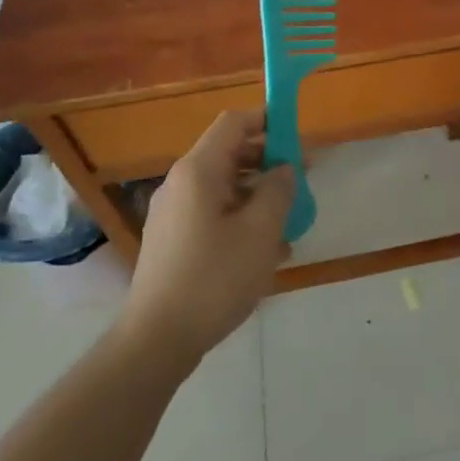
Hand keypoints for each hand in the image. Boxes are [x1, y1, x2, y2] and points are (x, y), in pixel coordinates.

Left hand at [127, 110, 294, 362]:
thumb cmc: (214, 278)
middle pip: (230, 153)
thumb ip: (279, 190)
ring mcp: (173, 213)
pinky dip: (241, 218)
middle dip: (269, 161)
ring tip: (291, 219)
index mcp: (199, 171)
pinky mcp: (172, 241)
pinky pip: (213, 213)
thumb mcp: (260, 231)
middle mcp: (181, 183)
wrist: (156, 340)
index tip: (298, 135)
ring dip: (259, 194)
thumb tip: (285, 168)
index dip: (268, 120)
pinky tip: (268, 250)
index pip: (234, 123)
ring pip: (224, 187)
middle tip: (303, 179)